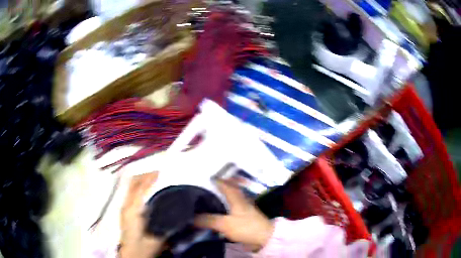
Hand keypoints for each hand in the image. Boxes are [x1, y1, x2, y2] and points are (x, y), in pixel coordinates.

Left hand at [120, 172, 163, 257]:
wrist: (130, 255)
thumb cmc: (142, 248)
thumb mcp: (157, 240)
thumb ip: (165, 227)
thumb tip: (178, 216)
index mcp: (133, 211)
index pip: (140, 189)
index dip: (149, 178)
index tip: (159, 172)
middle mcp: (126, 206)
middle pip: (132, 183)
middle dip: (144, 175)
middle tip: (157, 173)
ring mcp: (124, 207)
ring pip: (130, 187)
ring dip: (141, 180)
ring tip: (153, 178)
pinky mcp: (124, 211)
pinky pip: (130, 192)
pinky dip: (138, 187)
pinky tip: (146, 190)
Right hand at [194, 180, 273, 251]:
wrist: (264, 237)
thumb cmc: (246, 227)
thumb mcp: (225, 224)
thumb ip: (208, 220)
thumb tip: (191, 217)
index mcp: (236, 197)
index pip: (223, 183)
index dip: (213, 179)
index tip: (201, 177)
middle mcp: (239, 199)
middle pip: (225, 190)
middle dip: (214, 188)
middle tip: (200, 189)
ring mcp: (242, 208)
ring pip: (227, 199)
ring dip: (217, 198)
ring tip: (204, 200)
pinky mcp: (242, 217)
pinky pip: (228, 208)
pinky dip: (221, 208)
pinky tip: (213, 212)